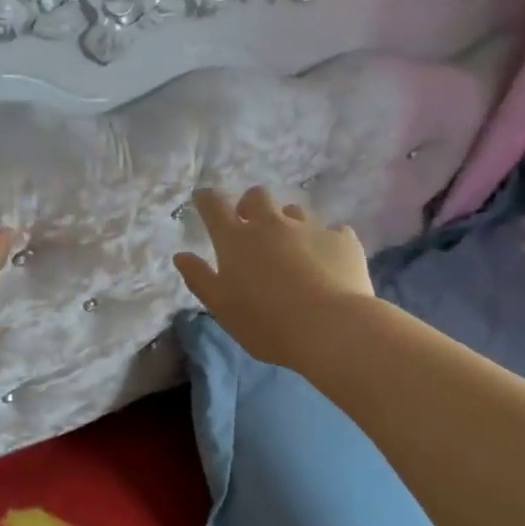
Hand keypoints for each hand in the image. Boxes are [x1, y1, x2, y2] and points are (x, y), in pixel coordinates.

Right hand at [174, 186, 374, 368]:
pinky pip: (332, 232)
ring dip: (288, 222)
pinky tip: (328, 262)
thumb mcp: (221, 307)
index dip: (206, 199)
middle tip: (250, 226)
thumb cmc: (266, 322)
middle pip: (257, 196)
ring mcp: (310, 228)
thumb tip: (181, 255)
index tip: (204, 200)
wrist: (332, 329)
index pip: (214, 205)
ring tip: (291, 247)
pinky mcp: (343, 240)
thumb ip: (199, 278)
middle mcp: (271, 224)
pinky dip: (325, 242)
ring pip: (295, 211)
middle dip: (249, 205)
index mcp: (236, 239)